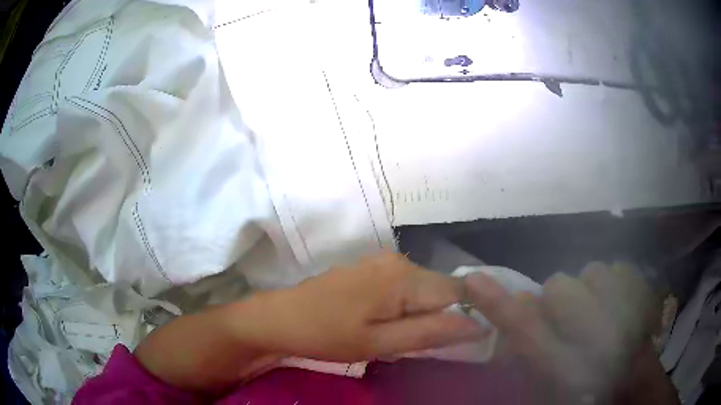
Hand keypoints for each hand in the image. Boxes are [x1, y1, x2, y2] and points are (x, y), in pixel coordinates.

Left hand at [255, 253, 486, 361]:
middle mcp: (399, 260)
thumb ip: (430, 332)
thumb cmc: (327, 334)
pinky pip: (406, 286)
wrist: (282, 317)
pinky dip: (408, 306)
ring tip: (404, 335)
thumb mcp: (379, 343)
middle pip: (442, 288)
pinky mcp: (372, 268)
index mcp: (404, 277)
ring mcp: (383, 261)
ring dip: (424, 312)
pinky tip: (389, 322)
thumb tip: (476, 325)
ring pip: (424, 288)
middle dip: (443, 316)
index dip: (466, 315)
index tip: (459, 341)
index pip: (458, 291)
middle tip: (424, 344)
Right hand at [465, 263, 662, 402]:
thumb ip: (527, 358)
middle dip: (557, 301)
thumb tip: (510, 326)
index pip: (526, 328)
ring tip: (600, 314)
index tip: (474, 280)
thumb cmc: (586, 392)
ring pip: (592, 272)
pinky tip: (620, 304)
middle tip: (570, 322)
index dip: (498, 303)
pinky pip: (619, 268)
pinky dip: (615, 282)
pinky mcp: (648, 295)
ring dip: (589, 291)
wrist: (633, 390)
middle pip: (560, 286)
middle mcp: (599, 335)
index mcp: (567, 366)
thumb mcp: (548, 385)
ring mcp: (630, 310)